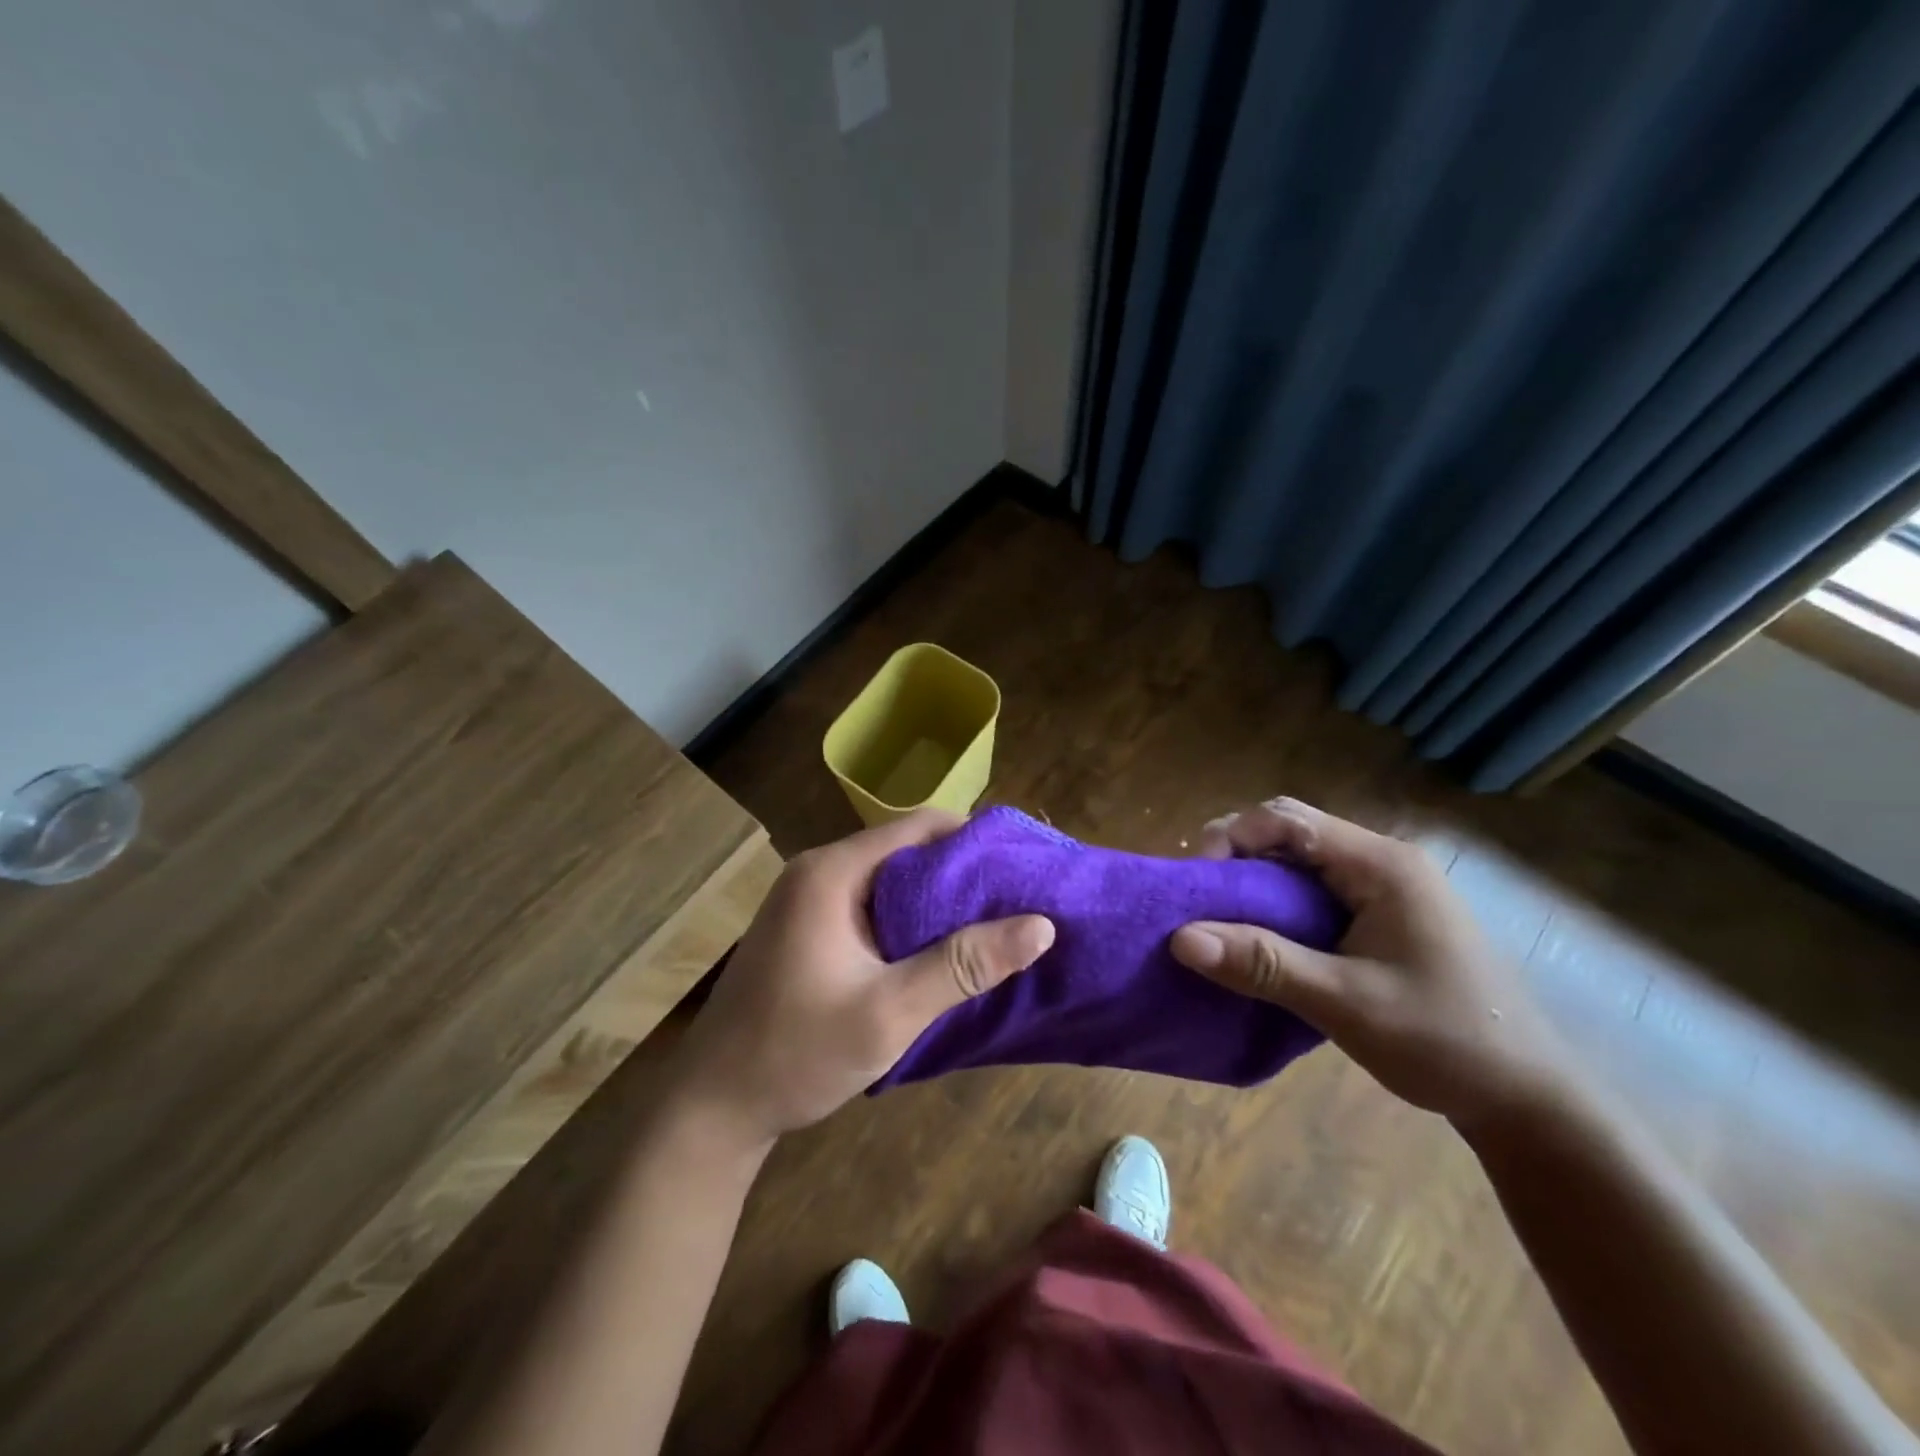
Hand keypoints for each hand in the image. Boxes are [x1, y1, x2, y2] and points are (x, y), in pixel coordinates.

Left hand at [672, 809, 1054, 1148]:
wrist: (712, 1107)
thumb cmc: (797, 1053)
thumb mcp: (890, 1012)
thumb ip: (964, 965)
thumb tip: (1041, 925)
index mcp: (832, 872)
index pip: (919, 827)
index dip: (975, 839)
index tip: (1023, 865)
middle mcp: (818, 871)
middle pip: (905, 849)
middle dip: (963, 872)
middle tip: (1019, 899)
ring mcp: (808, 898)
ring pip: (890, 880)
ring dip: (938, 899)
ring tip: (994, 923)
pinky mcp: (808, 927)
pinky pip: (871, 905)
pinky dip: (910, 919)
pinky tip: (942, 948)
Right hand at [1169, 798, 1567, 1129]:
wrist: (1529, 1098)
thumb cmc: (1444, 1041)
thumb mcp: (1345, 1003)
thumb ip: (1263, 964)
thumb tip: (1180, 939)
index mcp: (1381, 864)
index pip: (1286, 819)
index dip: (1231, 838)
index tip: (1198, 885)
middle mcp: (1382, 861)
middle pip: (1289, 832)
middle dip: (1237, 858)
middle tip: (1202, 903)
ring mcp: (1385, 888)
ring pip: (1298, 862)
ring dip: (1254, 884)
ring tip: (1221, 923)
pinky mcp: (1382, 916)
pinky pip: (1314, 891)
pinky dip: (1277, 906)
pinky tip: (1261, 940)